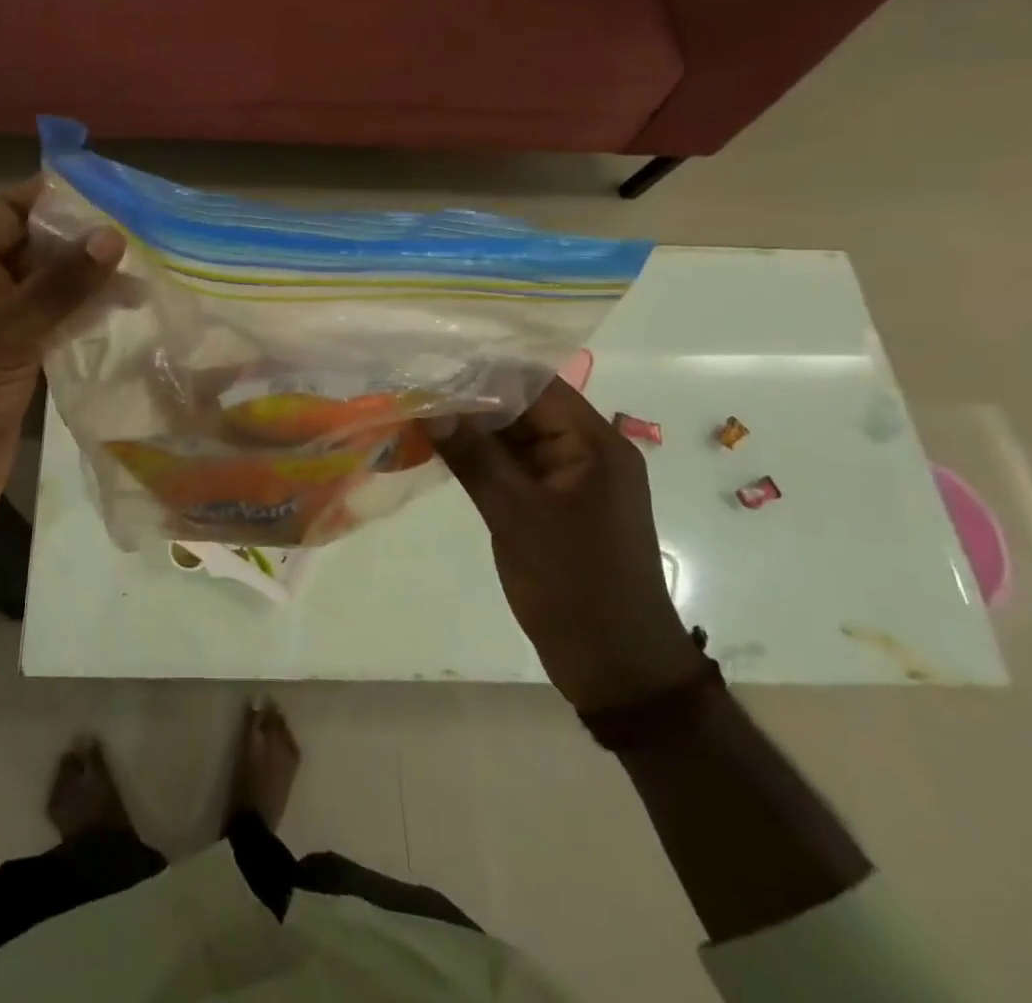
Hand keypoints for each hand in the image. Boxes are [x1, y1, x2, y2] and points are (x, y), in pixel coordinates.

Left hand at [0, 176, 123, 552]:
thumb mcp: (8, 331)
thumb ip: (61, 285)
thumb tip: (112, 236)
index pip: (9, 213)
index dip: (53, 197)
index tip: (107, 189)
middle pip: (34, 249)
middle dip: (81, 240)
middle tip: (140, 231)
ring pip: (49, 288)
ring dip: (89, 280)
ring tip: (144, 271)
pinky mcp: (18, 360)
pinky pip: (55, 324)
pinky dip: (85, 314)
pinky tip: (124, 310)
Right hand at [433, 378, 700, 710]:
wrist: (617, 667)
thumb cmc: (575, 585)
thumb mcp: (517, 515)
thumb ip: (473, 457)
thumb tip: (430, 408)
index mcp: (594, 444)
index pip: (536, 385)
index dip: (485, 371)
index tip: (433, 364)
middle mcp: (586, 451)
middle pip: (524, 407)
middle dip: (471, 398)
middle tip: (414, 388)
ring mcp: (569, 480)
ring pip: (514, 437)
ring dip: (472, 428)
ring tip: (417, 411)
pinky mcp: (553, 505)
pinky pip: (513, 467)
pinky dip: (480, 457)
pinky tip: (439, 449)